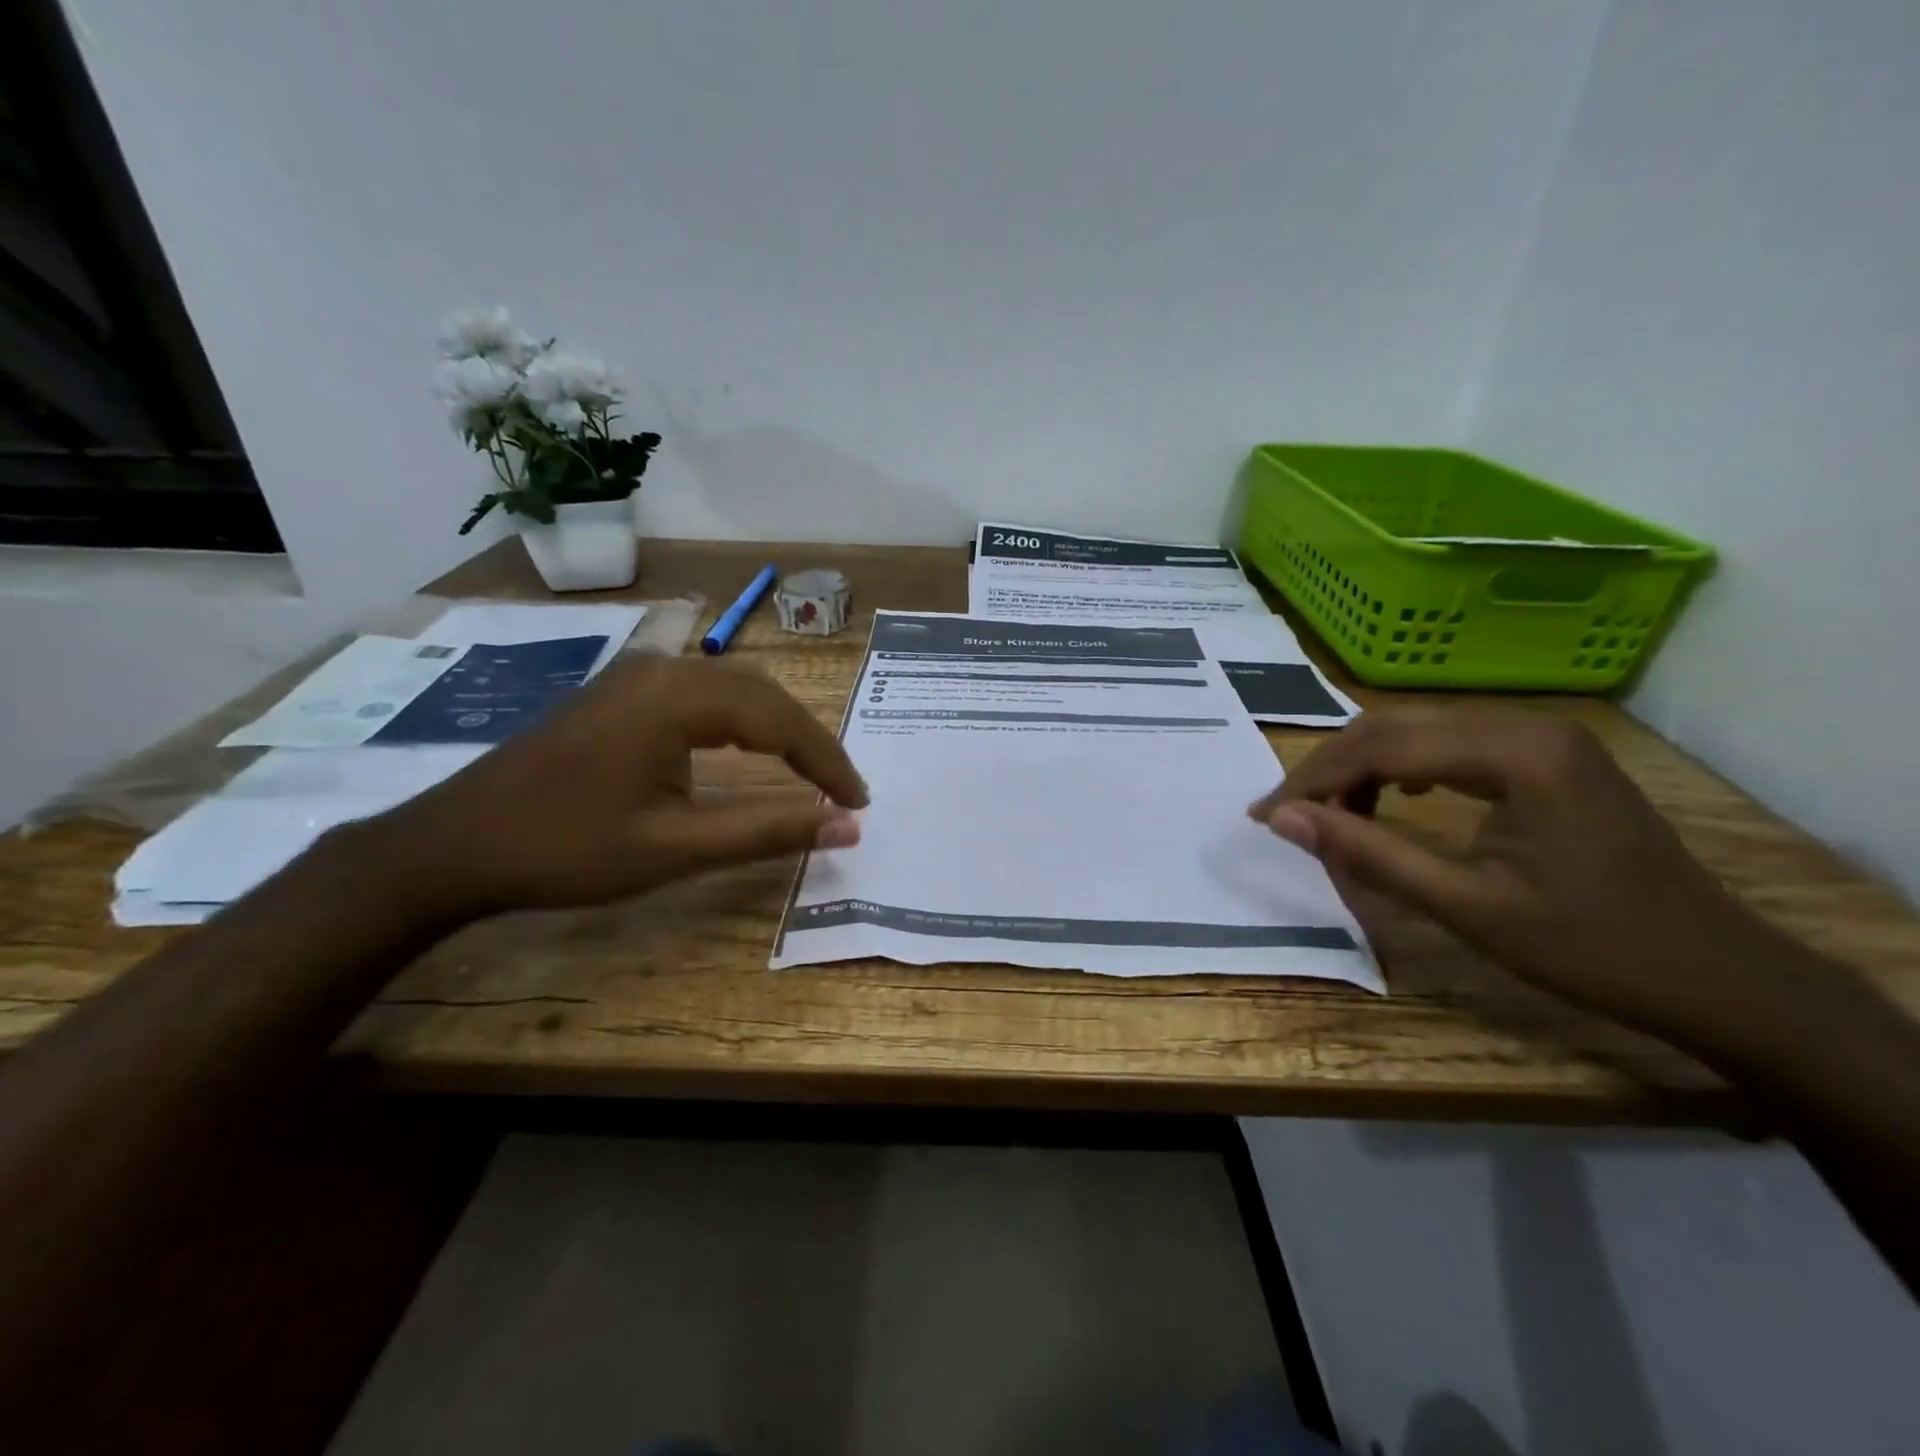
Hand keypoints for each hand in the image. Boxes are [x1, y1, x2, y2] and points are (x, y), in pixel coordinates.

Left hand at [356, 656, 867, 921]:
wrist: (452, 846)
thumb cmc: (564, 849)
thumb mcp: (674, 849)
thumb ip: (767, 832)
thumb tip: (848, 828)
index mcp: (676, 698)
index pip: (780, 719)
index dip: (827, 760)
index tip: (859, 801)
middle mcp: (661, 670)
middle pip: (761, 693)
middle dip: (809, 740)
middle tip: (840, 789)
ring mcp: (635, 675)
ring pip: (733, 688)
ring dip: (777, 727)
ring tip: (808, 771)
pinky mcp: (620, 692)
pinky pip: (701, 693)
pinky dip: (741, 721)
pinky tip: (747, 749)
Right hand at [1249, 709, 1793, 1039]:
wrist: (1722, 977)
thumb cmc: (1593, 948)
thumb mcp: (1466, 906)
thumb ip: (1368, 853)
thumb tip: (1283, 820)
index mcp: (1515, 753)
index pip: (1381, 745)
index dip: (1312, 779)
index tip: (1265, 817)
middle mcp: (1525, 726)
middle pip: (1393, 726)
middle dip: (1329, 769)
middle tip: (1287, 816)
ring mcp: (1541, 737)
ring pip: (1418, 731)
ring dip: (1362, 769)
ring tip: (1330, 815)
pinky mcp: (1547, 758)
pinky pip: (1450, 746)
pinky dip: (1402, 770)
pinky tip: (1391, 797)